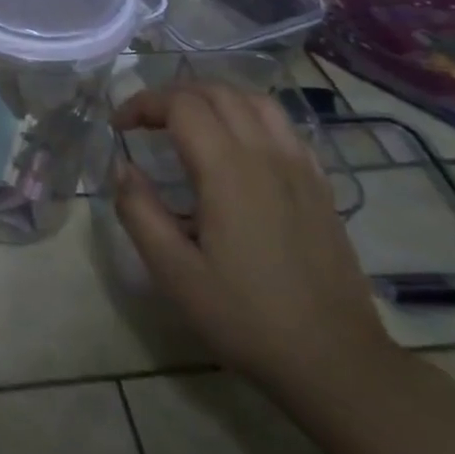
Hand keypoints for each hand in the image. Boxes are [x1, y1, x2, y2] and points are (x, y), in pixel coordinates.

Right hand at [111, 82, 404, 405]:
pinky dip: (249, 116)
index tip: (118, 127)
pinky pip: (284, 127)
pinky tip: (237, 144)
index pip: (181, 105)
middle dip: (173, 95)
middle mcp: (267, 156)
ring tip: (187, 121)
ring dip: (213, 97)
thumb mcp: (174, 272)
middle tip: (144, 122)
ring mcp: (300, 168)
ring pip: (255, 101)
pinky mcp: (320, 186)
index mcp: (228, 171)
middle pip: (217, 92)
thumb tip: (123, 169)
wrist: (335, 361)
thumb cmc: (246, 317)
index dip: (143, 104)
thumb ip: (139, 212)